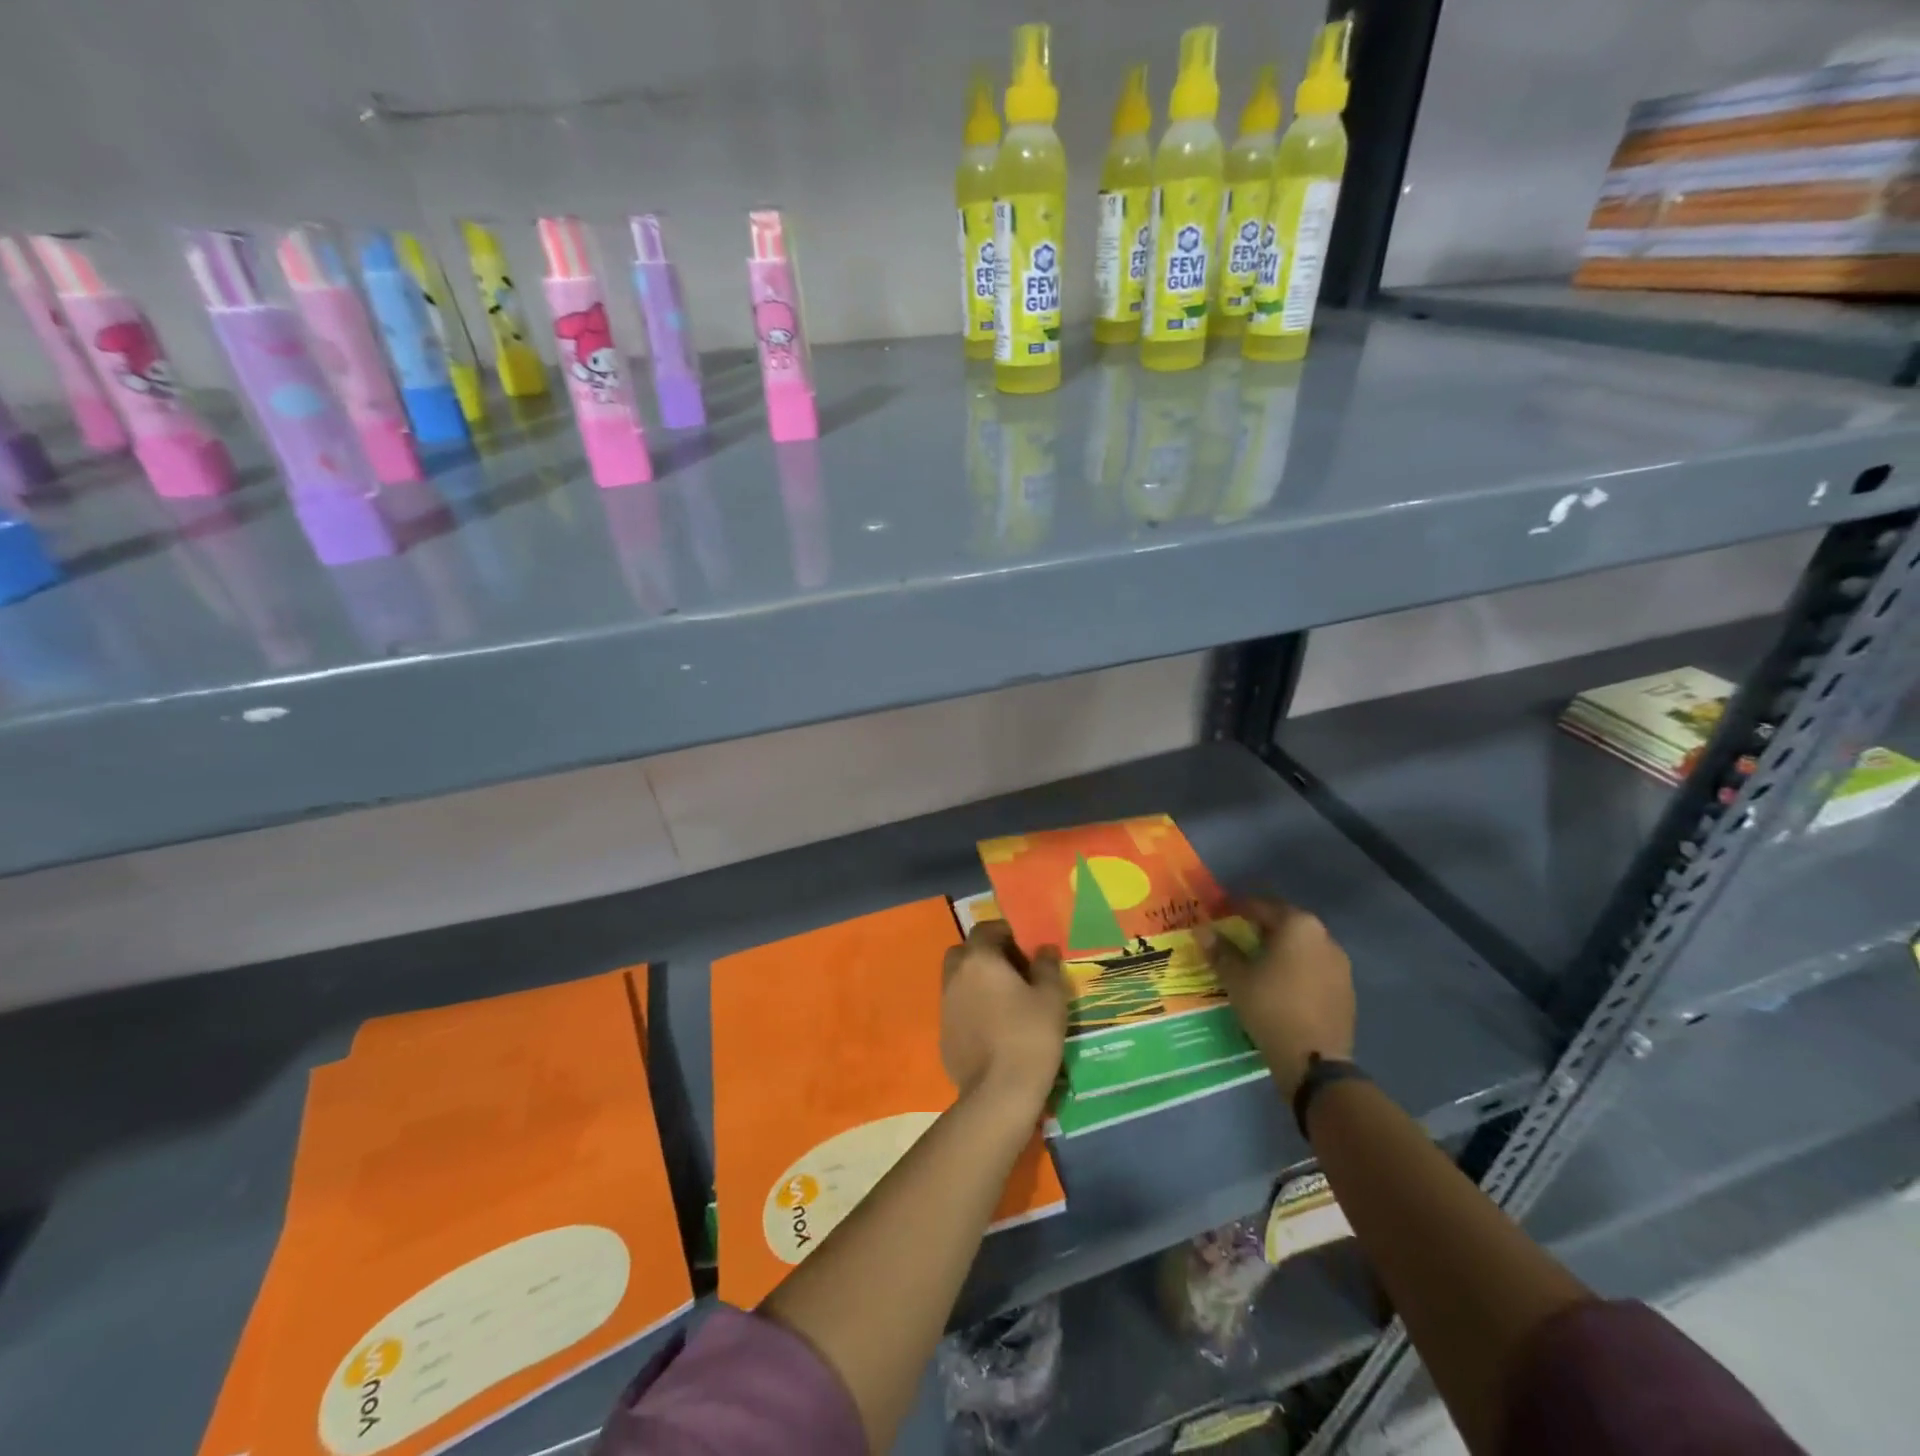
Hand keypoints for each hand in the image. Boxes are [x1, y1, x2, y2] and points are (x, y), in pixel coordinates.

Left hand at [940, 922, 1068, 1109]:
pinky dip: (971, 1008)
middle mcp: (955, 976)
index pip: (985, 929)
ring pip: (958, 980)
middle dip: (985, 954)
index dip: (1005, 933)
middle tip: (1013, 970)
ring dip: (976, 981)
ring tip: (1005, 999)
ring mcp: (945, 1006)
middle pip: (965, 952)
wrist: (999, 1093)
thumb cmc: (1029, 1036)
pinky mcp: (943, 1033)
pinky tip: (993, 1026)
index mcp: (979, 959)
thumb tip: (1044, 949)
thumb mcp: (1051, 997)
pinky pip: (957, 1008)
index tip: (1025, 947)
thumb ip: (1047, 966)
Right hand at [1199, 896, 1353, 1095]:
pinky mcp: (1346, 990)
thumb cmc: (1270, 1007)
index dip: (1235, 908)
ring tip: (1256, 962)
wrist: (1314, 1060)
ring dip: (1279, 948)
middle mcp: (1324, 937)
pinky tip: (1280, 985)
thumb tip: (1203, 930)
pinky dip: (1295, 969)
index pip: (1261, 906)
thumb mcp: (1236, 978)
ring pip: (1302, 946)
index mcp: (1298, 925)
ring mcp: (1340, 964)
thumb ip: (1220, 950)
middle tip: (1235, 936)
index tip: (1217, 913)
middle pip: (1285, 923)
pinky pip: (1314, 968)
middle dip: (1259, 927)